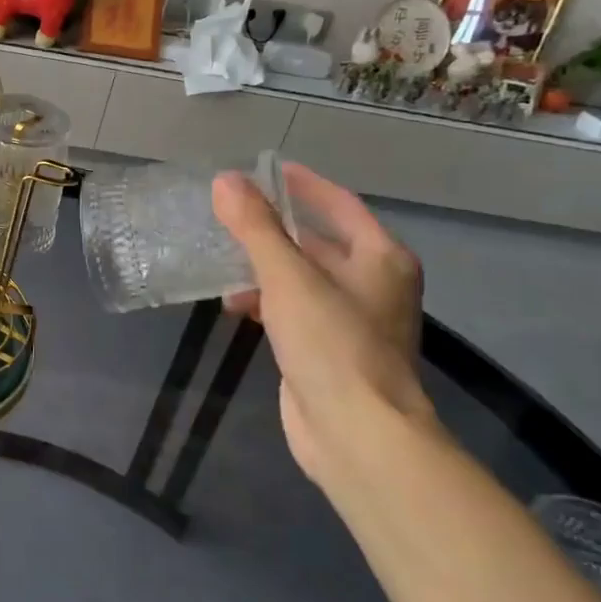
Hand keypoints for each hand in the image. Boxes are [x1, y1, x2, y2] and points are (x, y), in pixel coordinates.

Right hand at [211, 164, 433, 478]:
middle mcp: (372, 284)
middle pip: (318, 241)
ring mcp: (351, 320)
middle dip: (274, 229)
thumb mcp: (288, 277)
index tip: (267, 169)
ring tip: (220, 259)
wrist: (356, 432)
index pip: (340, 204)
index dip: (304, 185)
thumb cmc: (332, 343)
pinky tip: (234, 305)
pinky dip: (266, 301)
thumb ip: (255, 227)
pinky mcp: (328, 350)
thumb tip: (225, 181)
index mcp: (380, 258)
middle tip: (230, 212)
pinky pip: (293, 310)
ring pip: (301, 278)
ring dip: (263, 268)